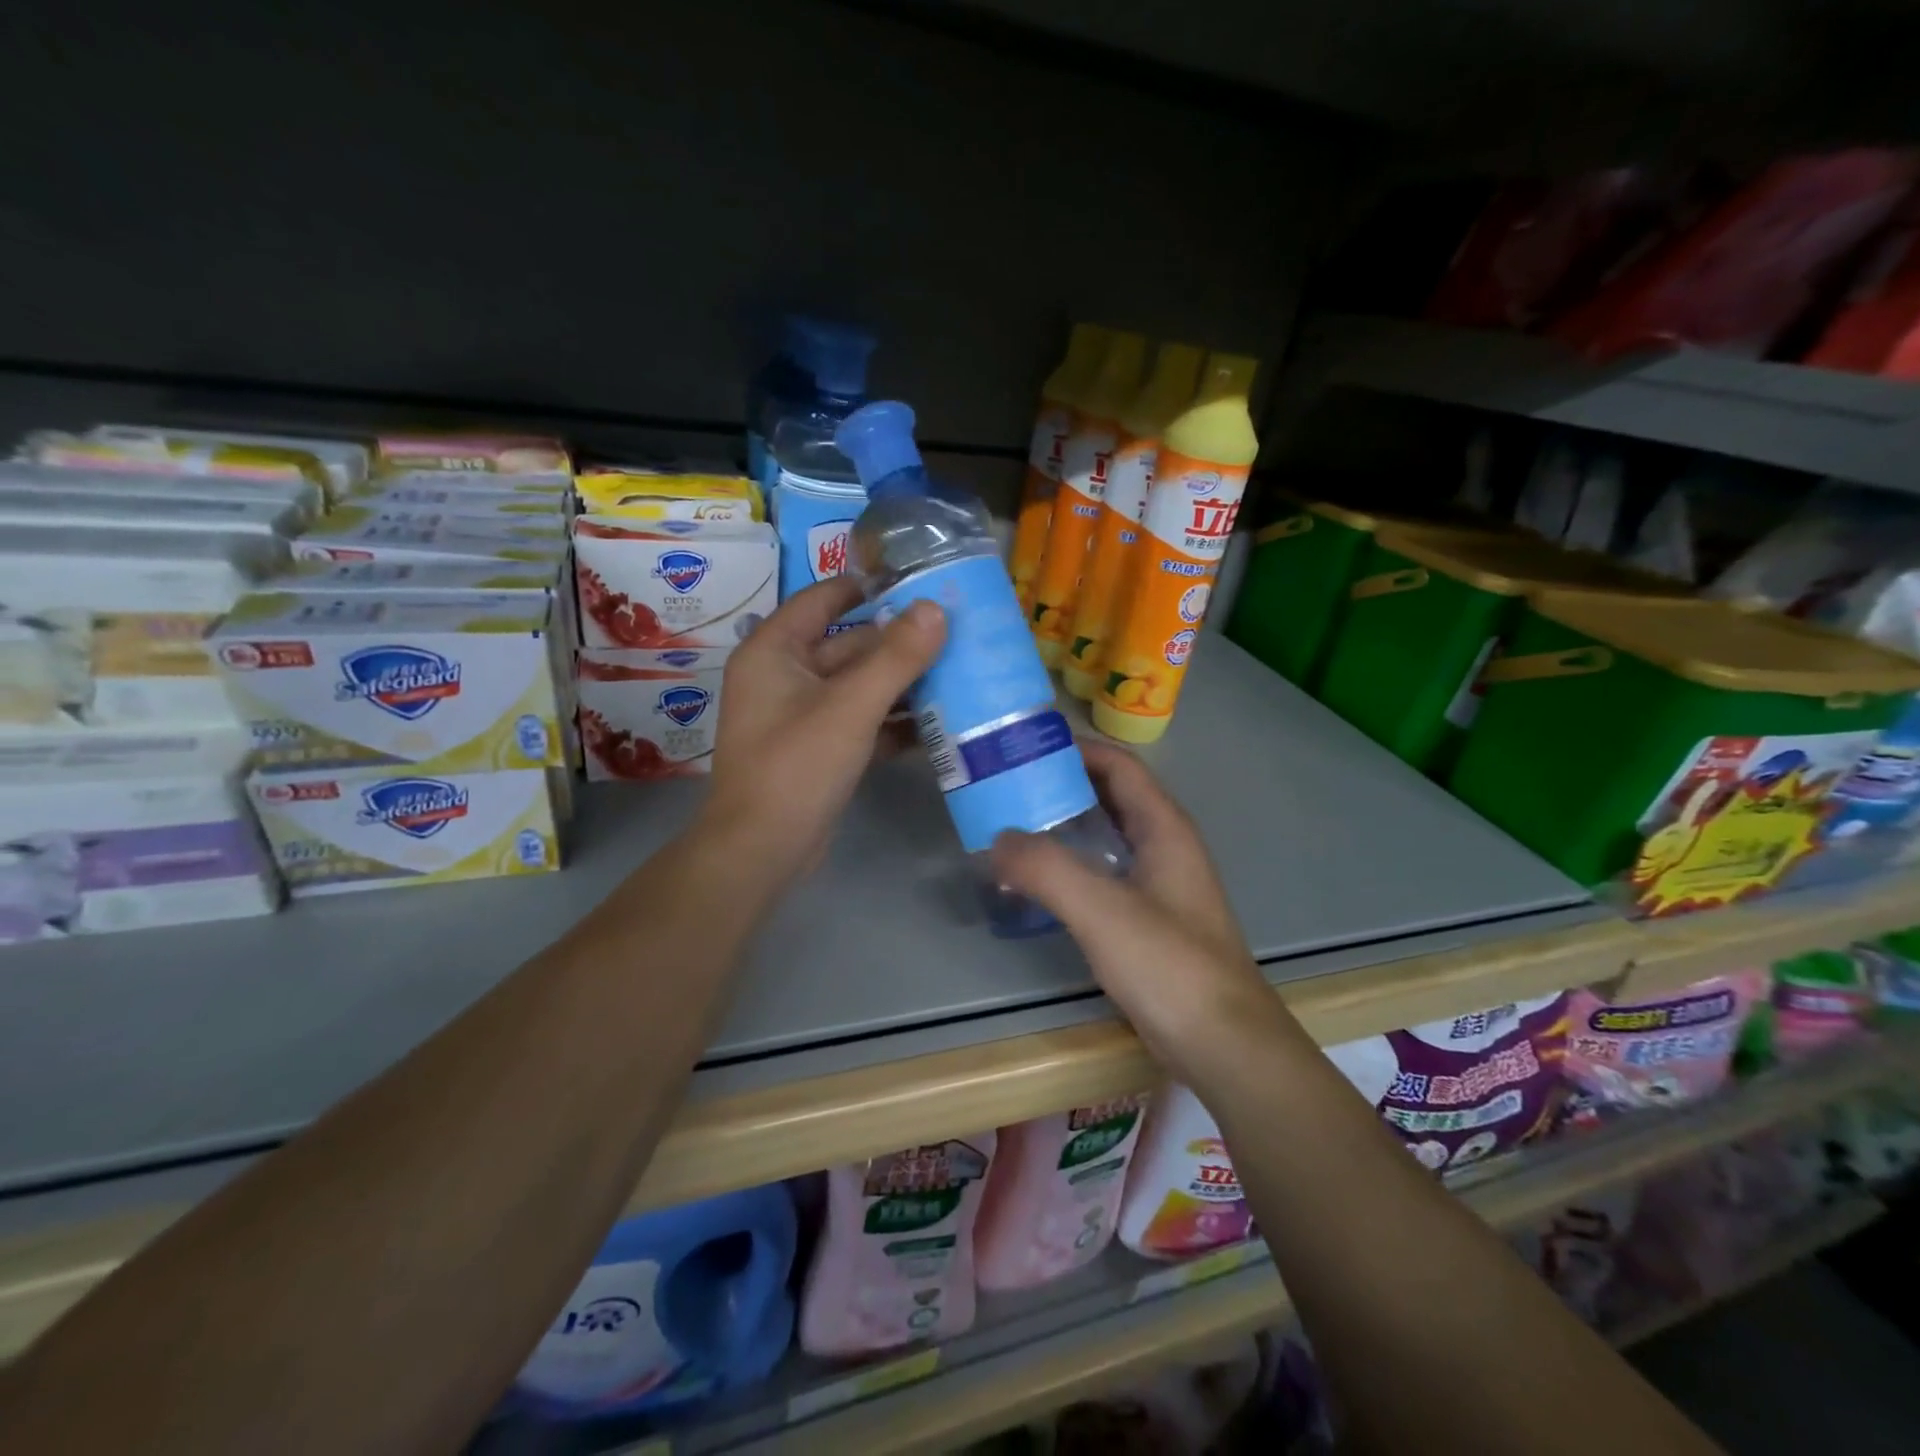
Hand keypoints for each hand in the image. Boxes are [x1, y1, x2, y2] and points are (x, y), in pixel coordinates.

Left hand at [700, 577, 944, 879]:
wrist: (763, 850)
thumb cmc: (797, 766)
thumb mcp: (851, 707)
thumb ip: (895, 657)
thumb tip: (936, 608)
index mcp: (774, 651)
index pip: (822, 599)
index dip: (867, 587)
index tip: (918, 582)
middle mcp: (783, 676)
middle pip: (847, 645)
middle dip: (897, 643)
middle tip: (954, 633)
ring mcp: (800, 715)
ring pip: (857, 685)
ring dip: (900, 683)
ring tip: (956, 673)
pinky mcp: (817, 749)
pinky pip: (858, 720)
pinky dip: (890, 721)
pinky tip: (935, 723)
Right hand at [990, 739, 1294, 1076]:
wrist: (1224, 1046)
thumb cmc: (1170, 966)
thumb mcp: (1102, 910)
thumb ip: (1046, 869)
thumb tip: (997, 840)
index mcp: (1164, 828)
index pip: (1119, 766)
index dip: (1076, 749)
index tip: (1025, 747)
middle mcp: (1166, 847)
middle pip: (1111, 796)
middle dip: (1063, 785)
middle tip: (1007, 785)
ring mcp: (1161, 886)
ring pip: (1107, 837)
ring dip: (1065, 826)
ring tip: (1012, 827)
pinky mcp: (1151, 921)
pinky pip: (1105, 874)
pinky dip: (1072, 865)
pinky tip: (1040, 883)